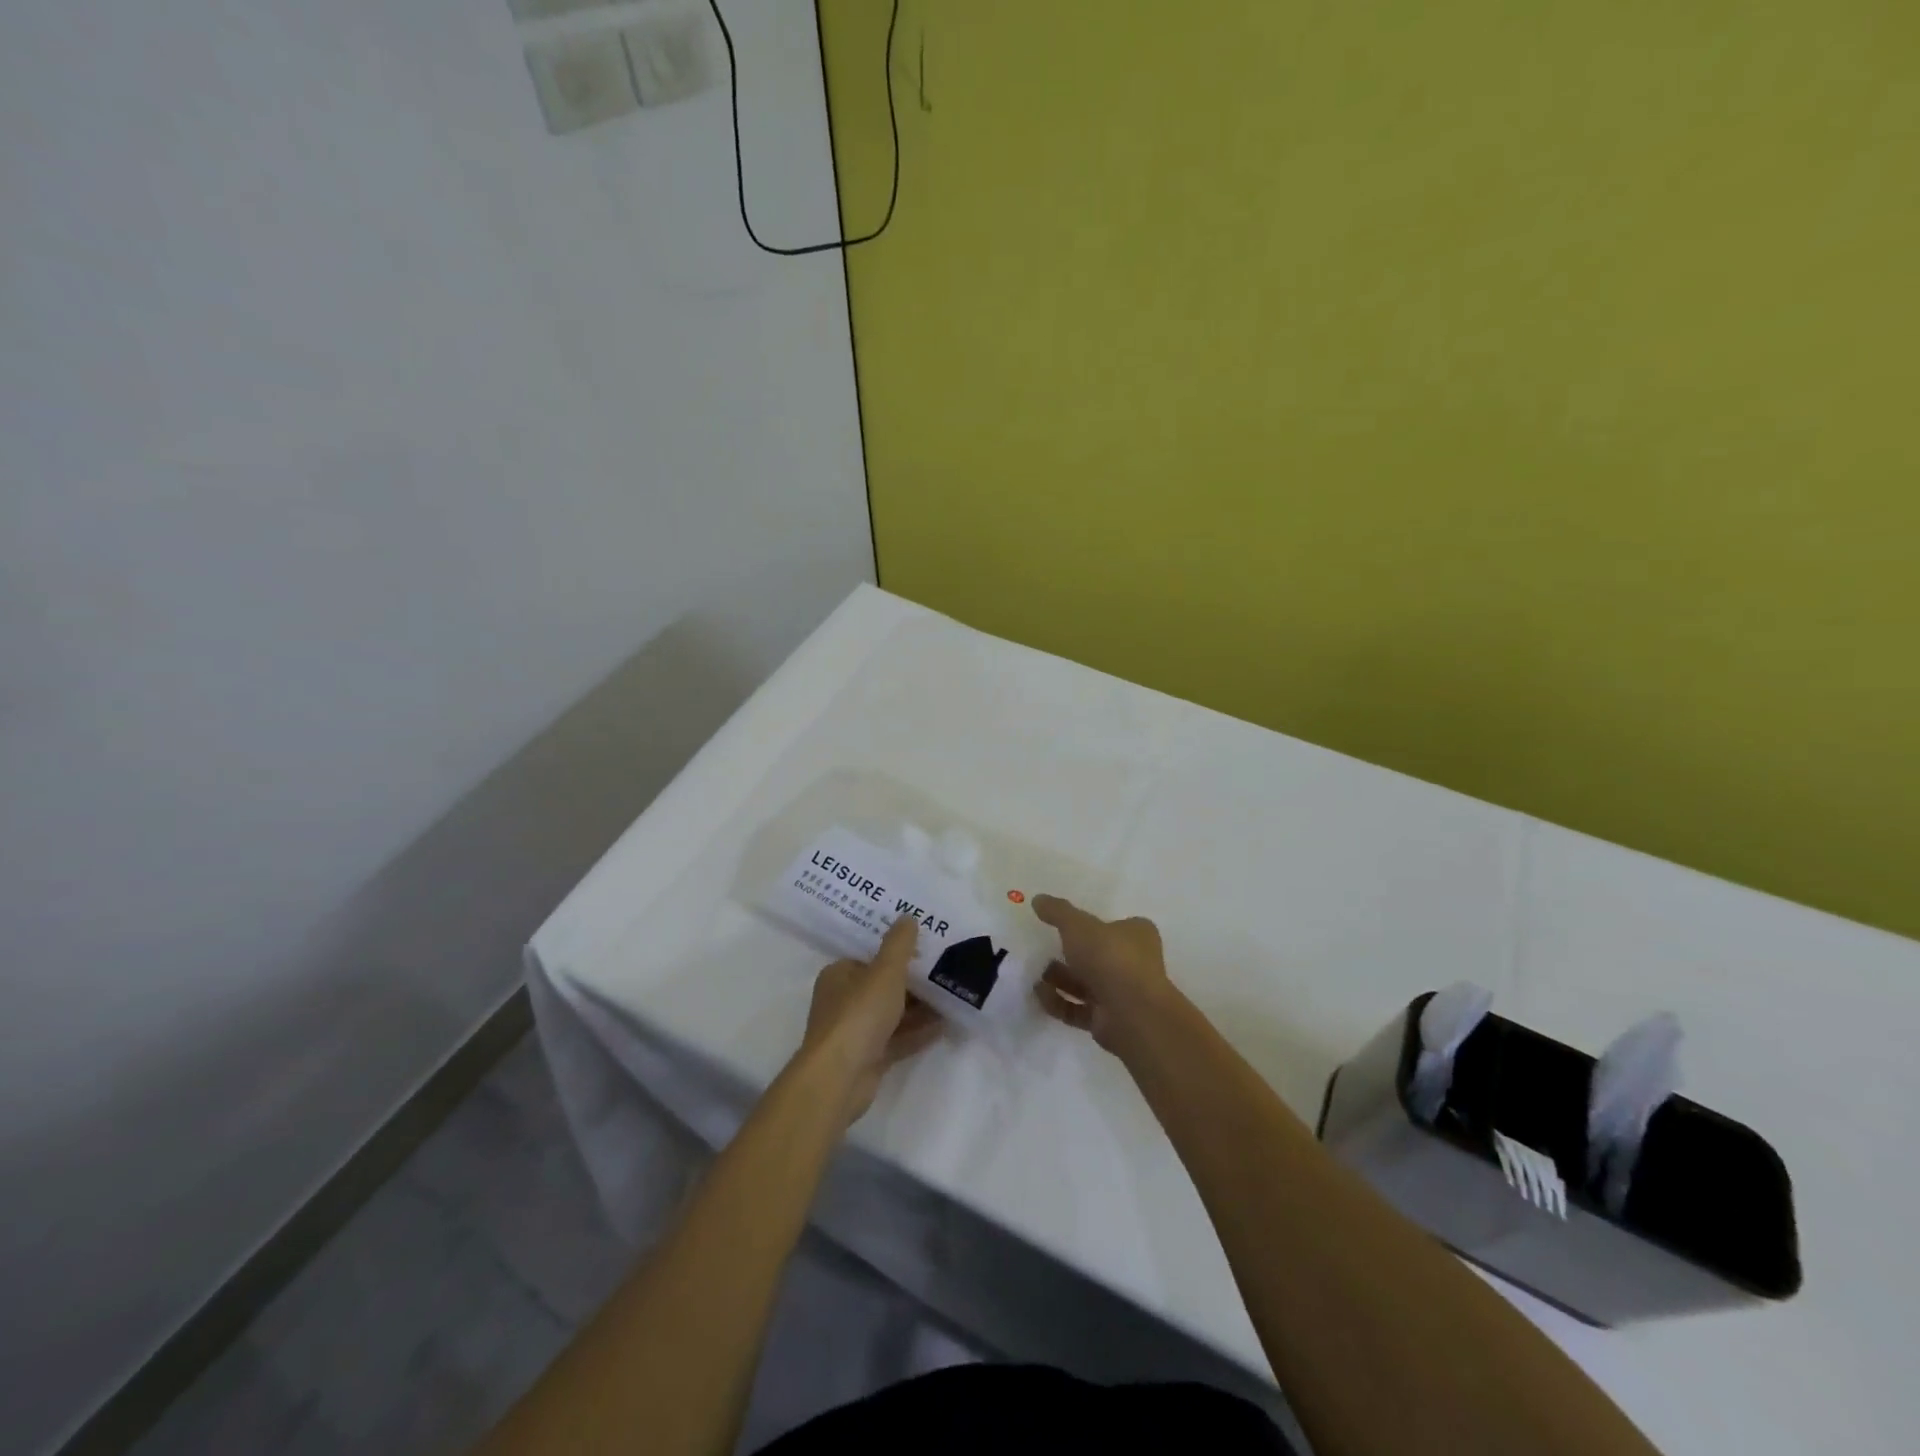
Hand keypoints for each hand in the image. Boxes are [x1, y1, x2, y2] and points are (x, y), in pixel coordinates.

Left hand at [802, 917, 943, 1122]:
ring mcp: (856, 1032)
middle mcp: (843, 1001)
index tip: (926, 949)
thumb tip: (907, 917)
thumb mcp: (885, 971)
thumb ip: (899, 944)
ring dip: (920, 1008)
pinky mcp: (869, 1058)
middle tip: (946, 972)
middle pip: (883, 986)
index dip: (897, 953)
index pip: (870, 958)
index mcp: (840, 975)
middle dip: (914, 982)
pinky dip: (918, 1032)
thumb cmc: (859, 1014)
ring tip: (952, 997)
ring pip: (893, 1014)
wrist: (840, 1077)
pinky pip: (897, 1039)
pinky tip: (944, 1026)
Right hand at [1031, 895, 1172, 1054]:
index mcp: (1136, 935)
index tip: (1064, 924)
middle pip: (1097, 955)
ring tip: (1035, 971)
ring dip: (1060, 978)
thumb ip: (1057, 912)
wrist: (1131, 1014)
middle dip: (1070, 953)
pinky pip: (1078, 1008)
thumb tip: (1038, 899)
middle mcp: (1133, 963)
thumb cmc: (1110, 958)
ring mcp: (1121, 994)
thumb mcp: (1078, 925)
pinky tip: (1038, 994)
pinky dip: (1058, 1001)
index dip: (1092, 924)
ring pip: (1086, 983)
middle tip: (1042, 948)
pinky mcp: (1108, 1020)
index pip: (1115, 924)